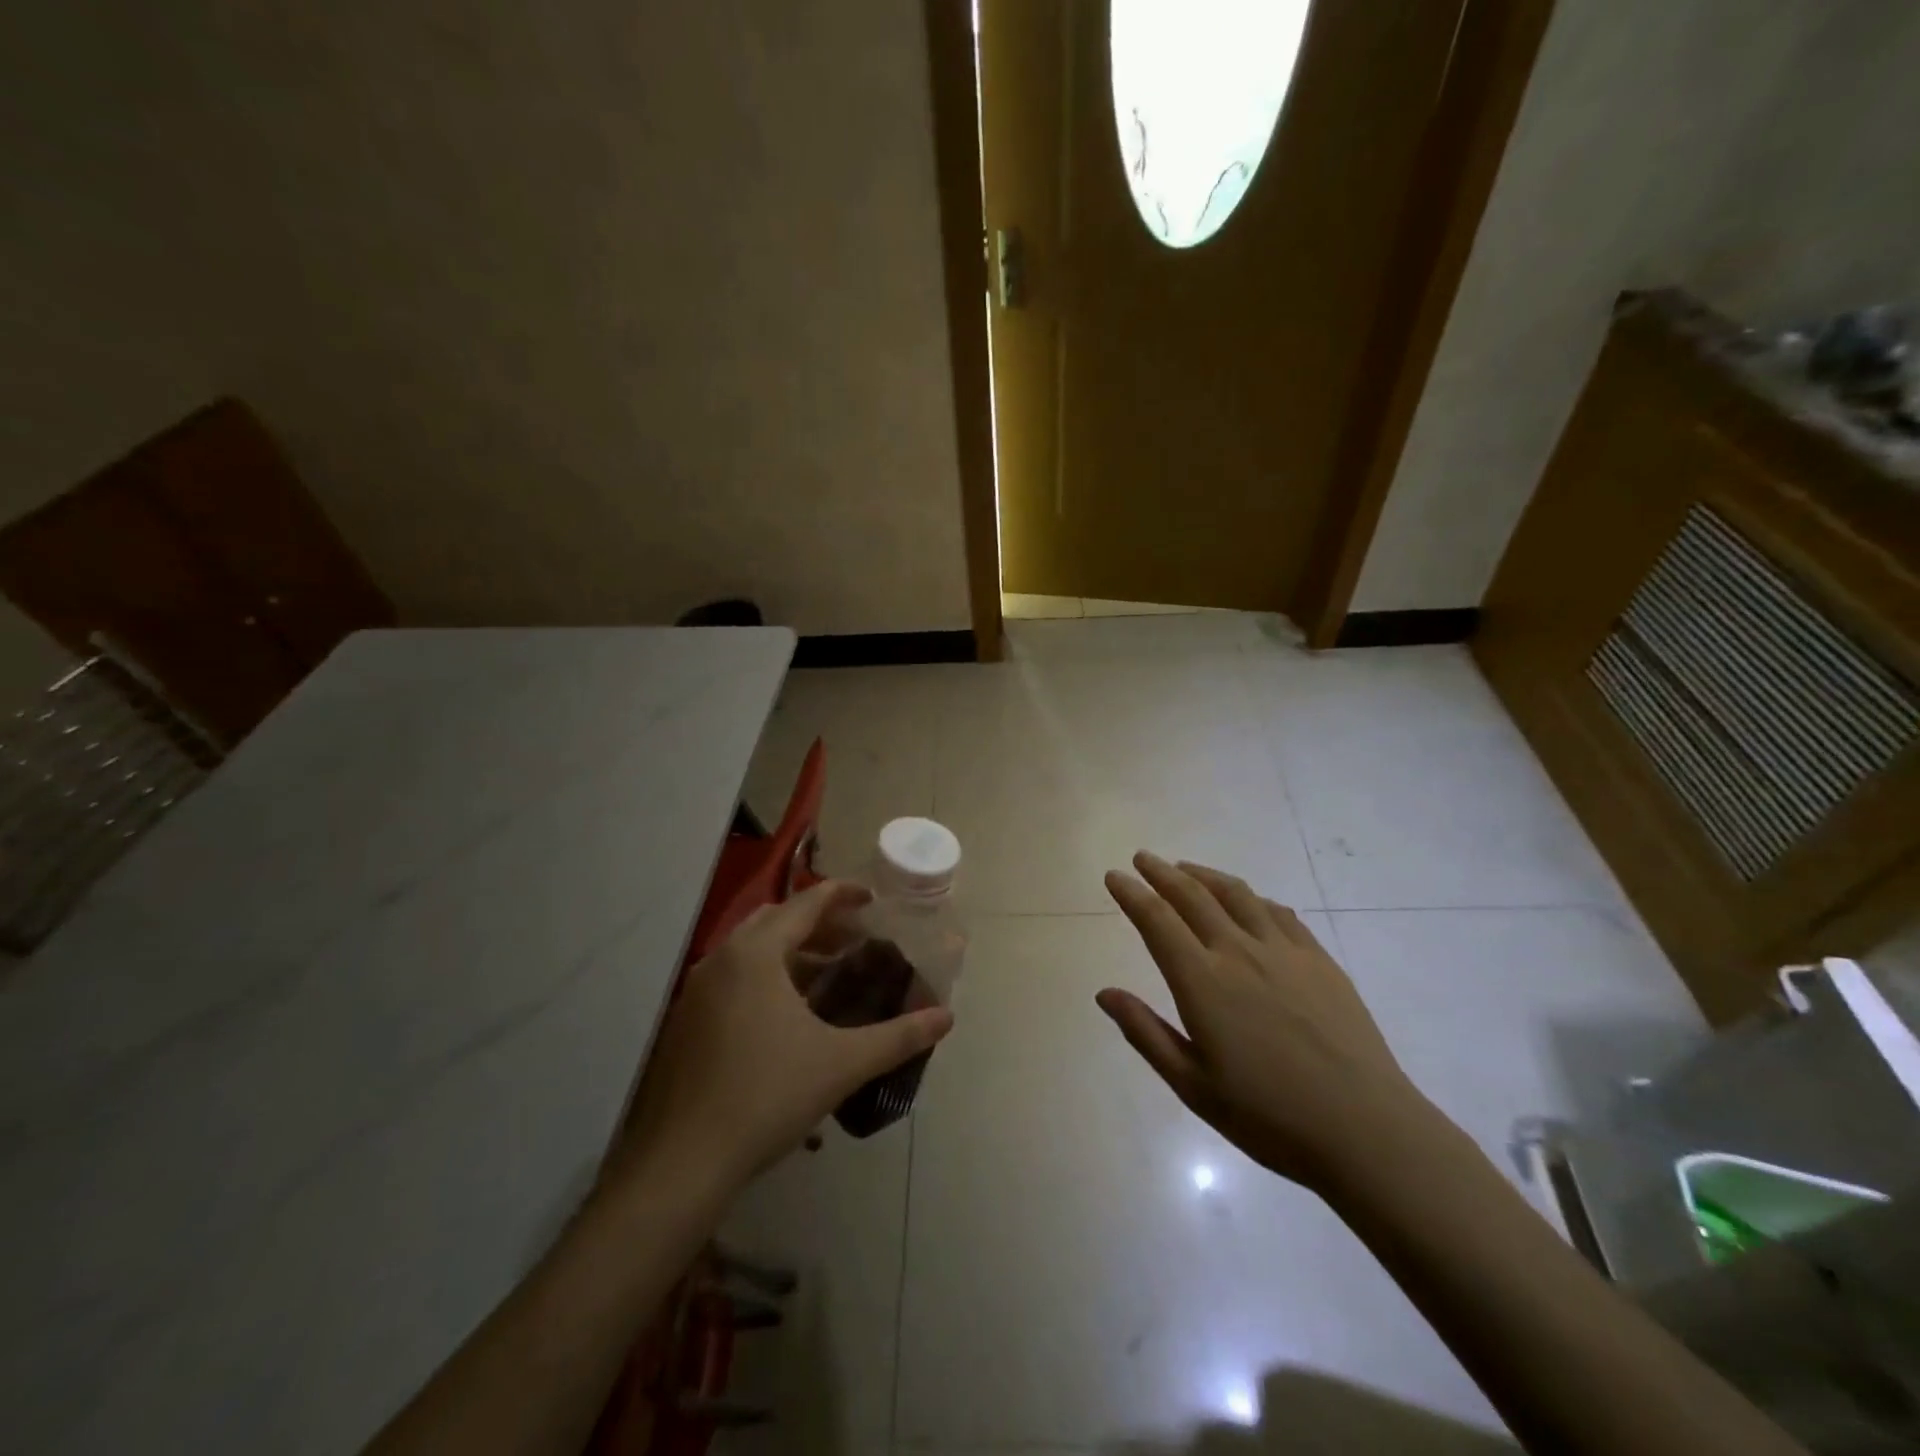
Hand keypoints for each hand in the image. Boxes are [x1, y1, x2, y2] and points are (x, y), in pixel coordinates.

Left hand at [613, 881, 953, 1192]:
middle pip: (776, 920)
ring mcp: (696, 991)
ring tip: (828, 971)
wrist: (682, 1163)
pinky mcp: (685, 1021)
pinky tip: (788, 1013)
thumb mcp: (842, 1064)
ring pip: (750, 950)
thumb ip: (898, 1036)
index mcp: (755, 954)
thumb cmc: (767, 1097)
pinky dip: (765, 976)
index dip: (842, 895)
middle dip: (818, 922)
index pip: (805, 904)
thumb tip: (946, 1017)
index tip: (872, 898)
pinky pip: (732, 977)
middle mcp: (721, 959)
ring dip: (791, 950)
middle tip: (855, 937)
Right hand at [1099, 851, 1437, 1192]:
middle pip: (1193, 895)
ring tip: (1186, 868)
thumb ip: (1145, 1033)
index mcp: (1202, 982)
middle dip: (1161, 872)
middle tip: (1142, 858)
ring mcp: (1284, 951)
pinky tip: (1247, 902)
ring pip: (1237, 894)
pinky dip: (1251, 897)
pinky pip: (1278, 912)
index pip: (1156, 920)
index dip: (1131, 893)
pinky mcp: (1319, 959)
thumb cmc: (1269, 1117)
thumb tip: (1104, 993)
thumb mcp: (1192, 1086)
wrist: (1367, 1130)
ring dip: (1204, 875)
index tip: (1114, 876)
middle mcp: (1239, 952)